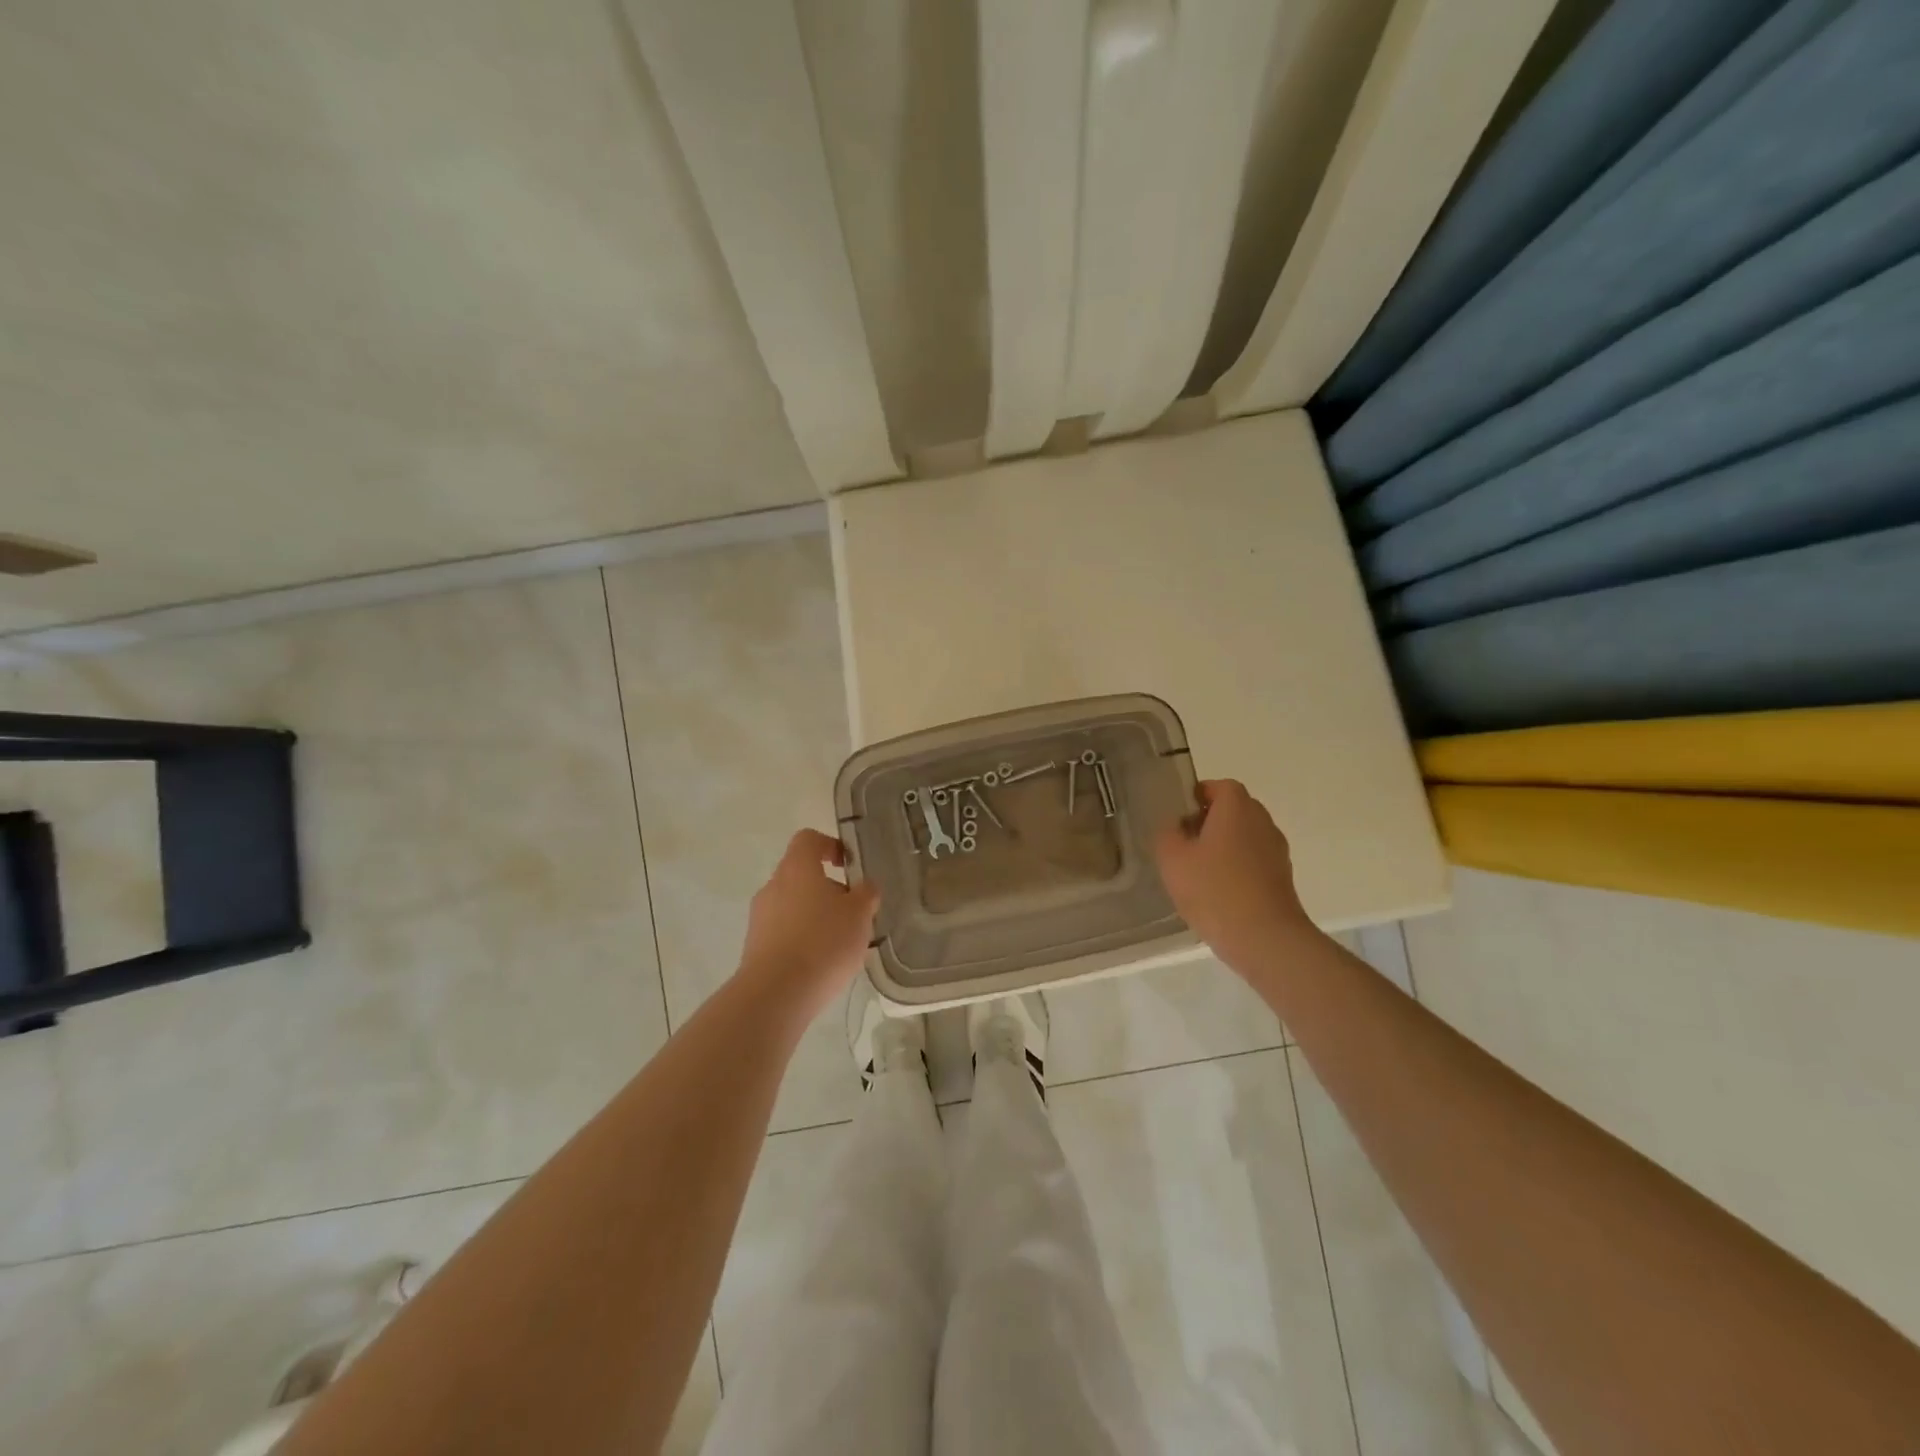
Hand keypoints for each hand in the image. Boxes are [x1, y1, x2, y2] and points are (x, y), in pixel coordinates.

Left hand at [736, 830, 880, 1021]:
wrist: (776, 994)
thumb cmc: (823, 942)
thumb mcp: (859, 914)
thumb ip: (866, 894)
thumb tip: (865, 887)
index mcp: (797, 868)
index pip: (808, 839)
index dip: (830, 846)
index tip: (848, 865)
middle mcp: (773, 886)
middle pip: (801, 874)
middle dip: (828, 889)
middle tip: (852, 912)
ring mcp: (760, 917)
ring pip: (792, 905)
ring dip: (815, 916)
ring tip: (839, 944)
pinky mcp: (754, 947)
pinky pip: (783, 932)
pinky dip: (802, 939)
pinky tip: (820, 964)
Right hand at [1156, 780, 1316, 974]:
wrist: (1265, 939)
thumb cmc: (1214, 890)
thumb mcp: (1172, 859)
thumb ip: (1167, 834)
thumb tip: (1174, 826)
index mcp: (1237, 808)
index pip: (1219, 786)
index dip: (1197, 796)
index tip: (1178, 817)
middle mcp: (1262, 822)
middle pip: (1234, 810)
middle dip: (1209, 821)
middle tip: (1183, 843)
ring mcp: (1276, 851)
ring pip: (1245, 836)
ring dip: (1223, 846)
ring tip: (1197, 871)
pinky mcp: (1282, 878)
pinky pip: (1254, 861)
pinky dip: (1237, 868)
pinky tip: (1218, 893)